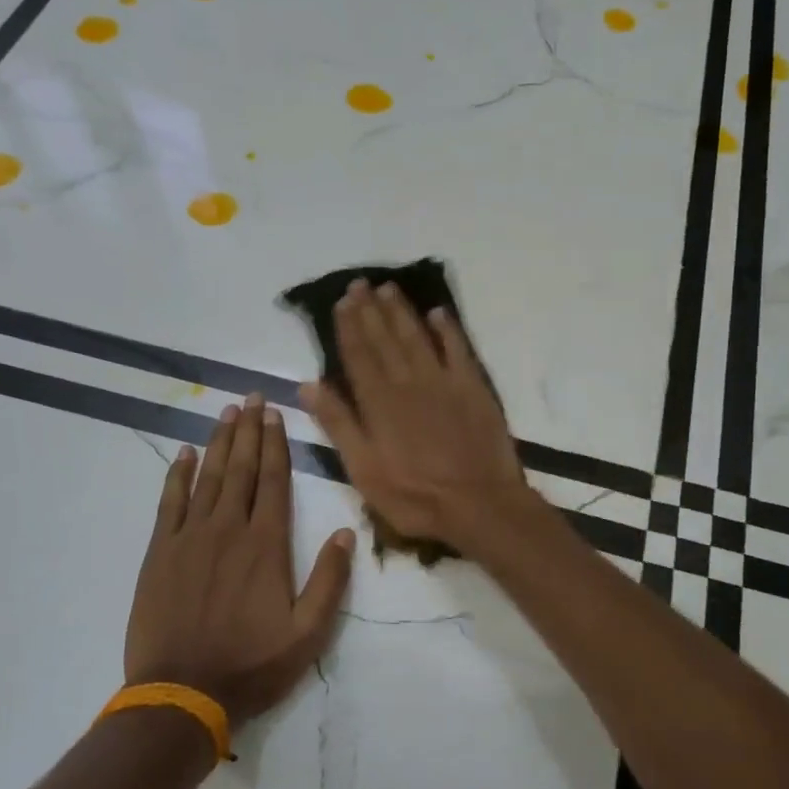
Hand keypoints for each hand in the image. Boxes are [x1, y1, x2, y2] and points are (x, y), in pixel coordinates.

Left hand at [125, 396, 355, 726]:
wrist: (182, 694)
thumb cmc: (251, 664)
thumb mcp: (308, 633)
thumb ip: (330, 580)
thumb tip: (347, 533)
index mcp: (266, 546)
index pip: (273, 482)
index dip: (275, 445)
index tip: (275, 415)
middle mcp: (228, 530)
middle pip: (240, 469)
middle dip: (248, 431)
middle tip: (251, 398)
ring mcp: (189, 538)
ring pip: (207, 478)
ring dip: (218, 443)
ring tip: (226, 413)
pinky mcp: (160, 553)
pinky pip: (169, 503)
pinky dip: (178, 476)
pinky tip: (184, 454)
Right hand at [299, 280, 533, 553]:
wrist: (479, 504)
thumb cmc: (415, 495)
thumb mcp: (364, 470)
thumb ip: (338, 425)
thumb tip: (308, 385)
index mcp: (379, 402)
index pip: (359, 355)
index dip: (349, 327)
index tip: (342, 302)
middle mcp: (408, 382)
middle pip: (386, 339)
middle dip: (371, 310)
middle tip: (361, 284)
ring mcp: (443, 382)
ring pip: (417, 337)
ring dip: (402, 312)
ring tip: (389, 289)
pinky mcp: (473, 388)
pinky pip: (458, 349)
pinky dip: (447, 330)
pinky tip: (438, 314)